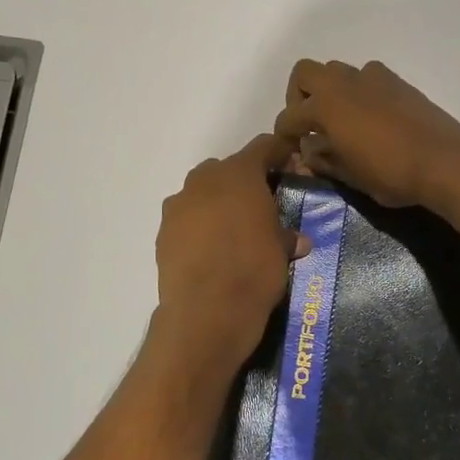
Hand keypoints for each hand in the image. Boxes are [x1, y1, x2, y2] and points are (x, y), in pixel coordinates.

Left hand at [151, 134, 302, 375]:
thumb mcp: (282, 251)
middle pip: (227, 168)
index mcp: (239, 174)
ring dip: (217, 203)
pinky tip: (210, 251)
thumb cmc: (254, 270)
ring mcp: (178, 205)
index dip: (279, 154)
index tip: (291, 165)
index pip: (263, 147)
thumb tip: (297, 240)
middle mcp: (204, 180)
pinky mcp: (163, 232)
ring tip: (233, 231)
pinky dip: (198, 227)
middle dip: (244, 181)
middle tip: (261, 205)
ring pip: (202, 192)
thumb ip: (286, 235)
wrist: (206, 312)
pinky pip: (186, 219)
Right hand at [272, 60, 459, 209]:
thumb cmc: (392, 173)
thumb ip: (324, 160)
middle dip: (299, 96)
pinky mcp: (397, 81)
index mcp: (326, 107)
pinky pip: (366, 76)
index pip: (289, 117)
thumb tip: (309, 151)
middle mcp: (344, 84)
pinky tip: (370, 116)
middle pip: (305, 73)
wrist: (445, 160)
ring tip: (340, 120)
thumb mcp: (351, 176)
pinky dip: (359, 90)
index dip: (284, 135)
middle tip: (310, 124)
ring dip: (330, 90)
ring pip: (337, 70)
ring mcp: (372, 78)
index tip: (290, 150)